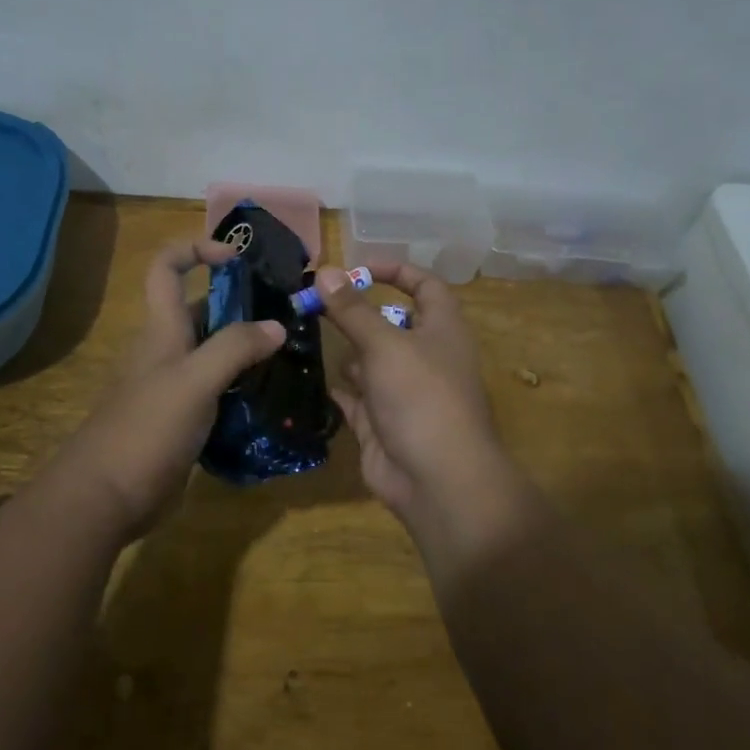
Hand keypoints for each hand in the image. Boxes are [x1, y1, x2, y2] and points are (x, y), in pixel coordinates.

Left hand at [50, 239, 283, 539]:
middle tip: (288, 316)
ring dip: (247, 350)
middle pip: (202, 310)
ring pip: (215, 353)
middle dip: (241, 305)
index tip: (238, 258)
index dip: (197, 249)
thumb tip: (277, 326)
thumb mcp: (195, 380)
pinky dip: (242, 387)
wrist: (105, 498)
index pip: (168, 267)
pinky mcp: (183, 420)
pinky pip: (218, 390)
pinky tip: (271, 399)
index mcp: (163, 329)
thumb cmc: (146, 428)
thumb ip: (235, 348)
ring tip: (290, 357)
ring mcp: (175, 387)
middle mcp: (168, 350)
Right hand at [319, 263, 534, 556]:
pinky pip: (357, 397)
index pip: (425, 285)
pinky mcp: (383, 423)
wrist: (437, 481)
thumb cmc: (421, 398)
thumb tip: (324, 270)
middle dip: (356, 314)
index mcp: (442, 329)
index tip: (357, 267)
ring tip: (306, 336)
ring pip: (371, 361)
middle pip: (390, 323)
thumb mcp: (385, 345)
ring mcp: (404, 392)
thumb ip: (352, 310)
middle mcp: (425, 356)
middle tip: (314, 303)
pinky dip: (340, 388)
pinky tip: (313, 377)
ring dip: (346, 351)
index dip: (395, 270)